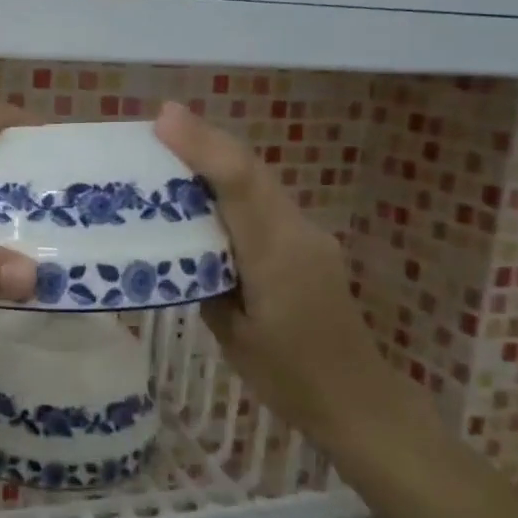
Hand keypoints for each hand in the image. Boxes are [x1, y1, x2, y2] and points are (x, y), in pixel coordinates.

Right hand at [154, 102, 413, 448]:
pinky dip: (232, 183)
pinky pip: (265, 201)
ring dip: (219, 158)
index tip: (164, 119)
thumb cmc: (287, 377)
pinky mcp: (308, 243)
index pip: (240, 186)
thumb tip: (180, 243)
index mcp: (276, 257)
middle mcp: (297, 233)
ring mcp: (308, 235)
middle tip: (160, 123)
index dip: (202, 146)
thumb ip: (205, 278)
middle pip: (251, 170)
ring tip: (173, 146)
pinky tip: (206, 191)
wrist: (357, 399)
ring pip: (259, 181)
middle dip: (206, 139)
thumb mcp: (231, 334)